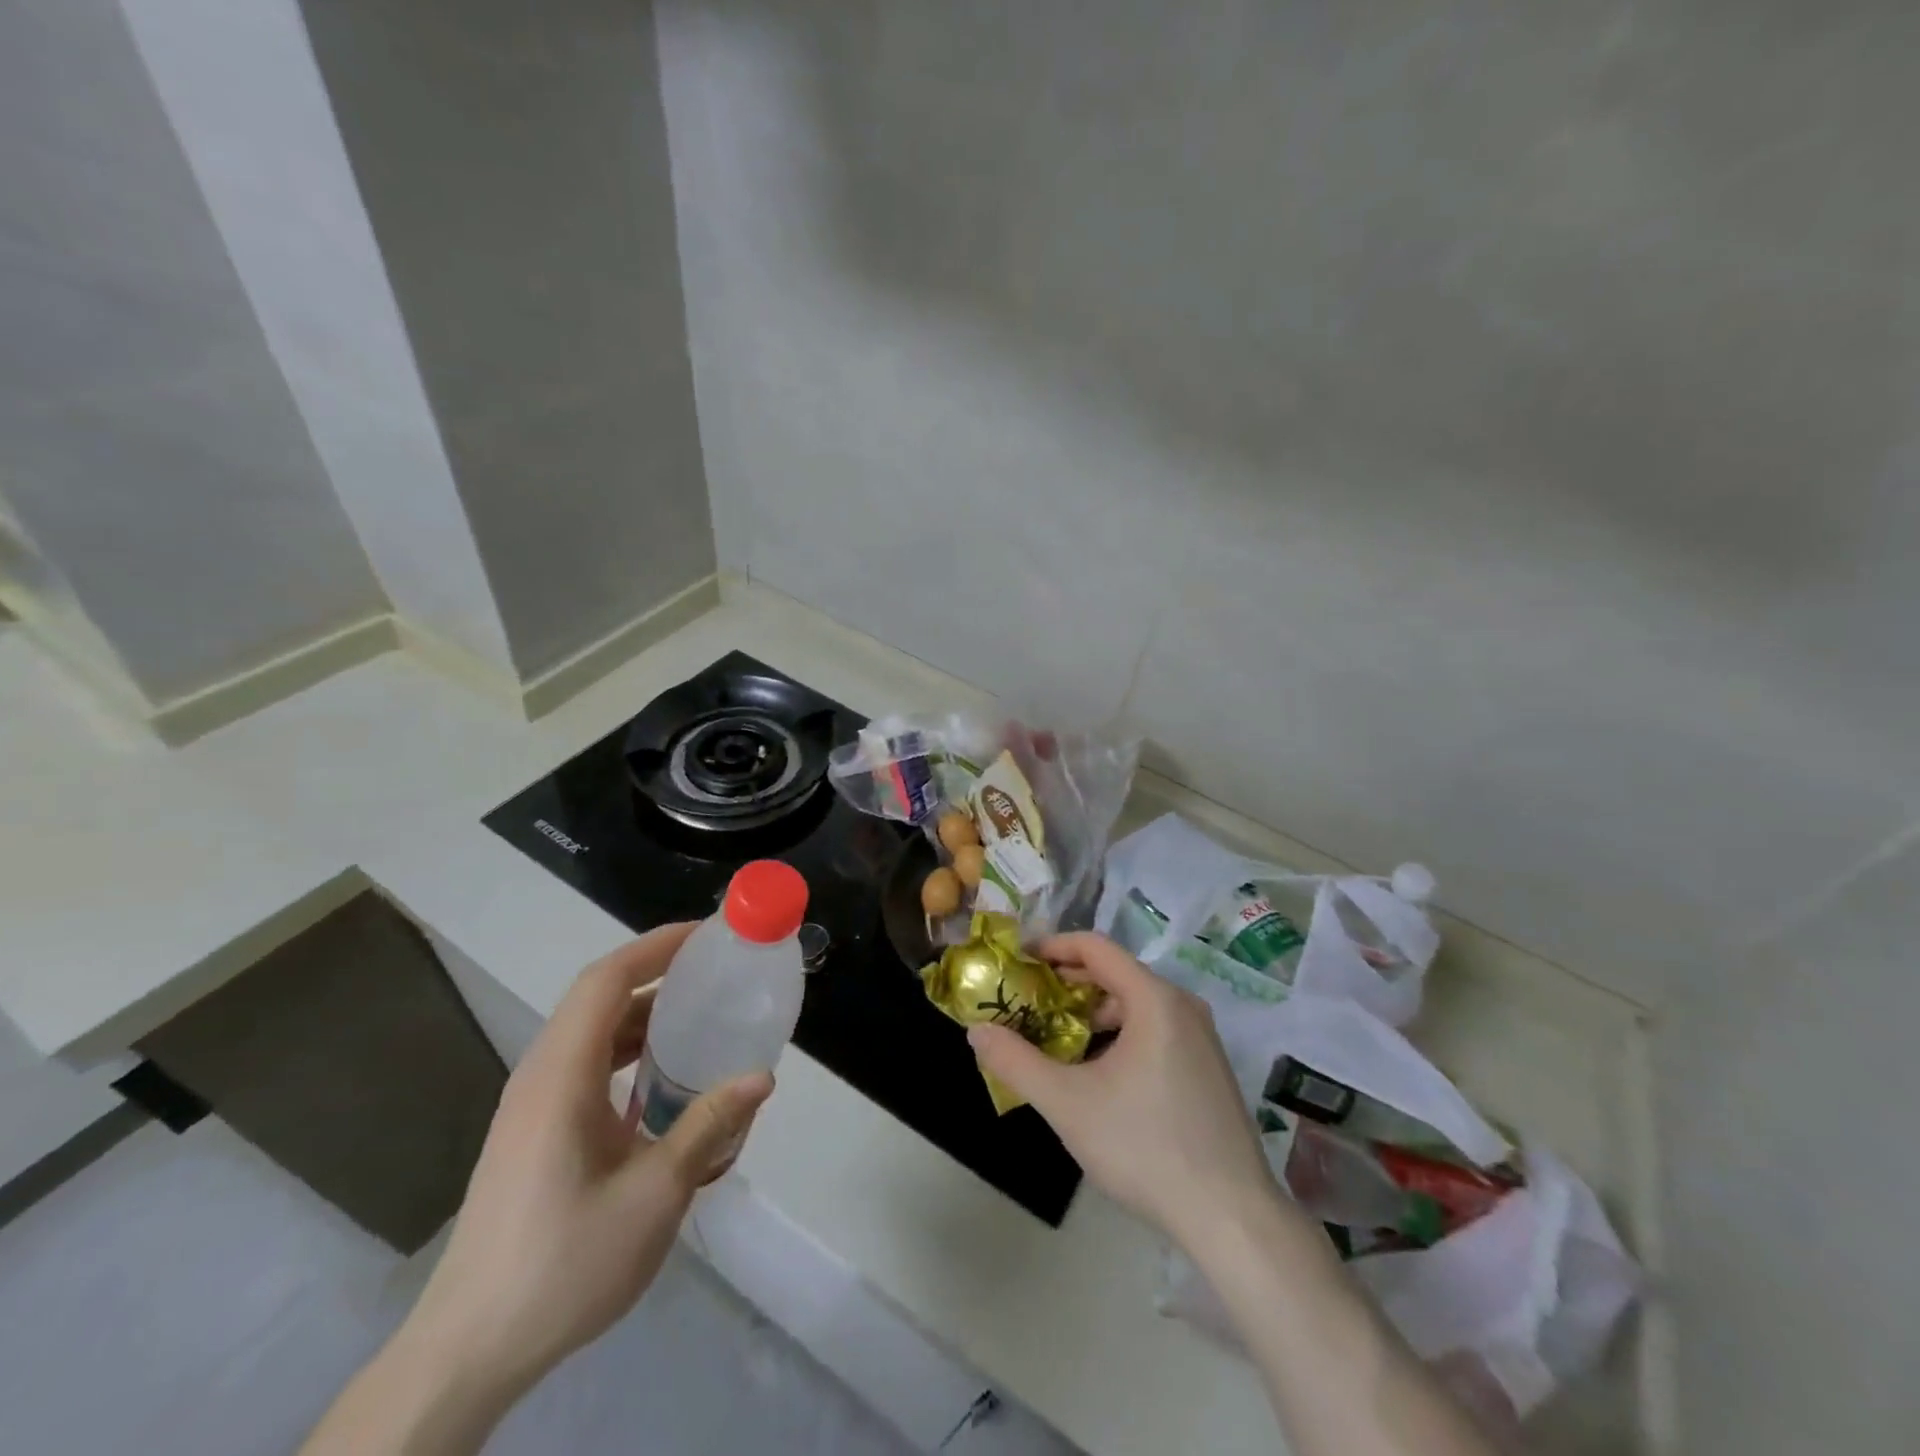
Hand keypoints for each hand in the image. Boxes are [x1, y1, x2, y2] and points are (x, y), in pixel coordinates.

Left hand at [406, 924, 773, 1396]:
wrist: (469, 1350)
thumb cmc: (563, 1263)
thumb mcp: (653, 1195)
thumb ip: (707, 1126)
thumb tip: (762, 1078)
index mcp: (561, 1075)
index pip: (607, 979)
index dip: (657, 946)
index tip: (708, 935)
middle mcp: (541, 1076)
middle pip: (599, 997)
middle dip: (658, 972)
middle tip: (717, 972)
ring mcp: (533, 1104)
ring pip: (593, 1032)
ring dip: (645, 1014)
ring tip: (701, 1018)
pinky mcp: (534, 1131)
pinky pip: (587, 1065)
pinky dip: (629, 1051)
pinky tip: (664, 1081)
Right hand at [968, 932, 1274, 1244]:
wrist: (1231, 1217)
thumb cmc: (1145, 1146)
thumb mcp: (1068, 1104)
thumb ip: (1016, 1062)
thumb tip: (975, 1031)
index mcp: (1154, 998)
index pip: (1095, 947)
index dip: (1052, 947)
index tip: (1018, 961)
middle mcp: (1182, 1006)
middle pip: (1115, 974)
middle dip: (1067, 985)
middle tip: (1027, 1003)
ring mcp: (1201, 1038)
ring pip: (1136, 1006)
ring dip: (1092, 1014)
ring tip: (1055, 1040)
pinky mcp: (1208, 1069)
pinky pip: (1155, 1031)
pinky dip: (1119, 1035)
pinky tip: (1098, 1074)